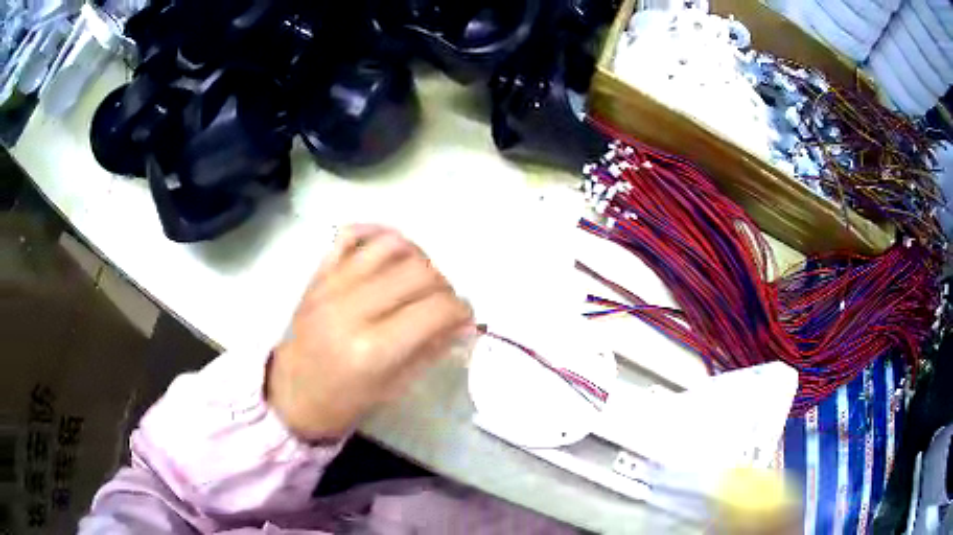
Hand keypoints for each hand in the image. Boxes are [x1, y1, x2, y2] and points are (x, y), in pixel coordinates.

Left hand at [267, 225, 474, 440]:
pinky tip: (392, 251)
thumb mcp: (395, 387)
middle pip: (418, 271)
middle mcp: (352, 308)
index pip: (435, 310)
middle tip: (443, 303)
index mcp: (373, 349)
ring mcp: (332, 285)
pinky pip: (351, 234)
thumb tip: (461, 322)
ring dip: (418, 257)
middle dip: (444, 286)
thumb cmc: (345, 400)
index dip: (461, 311)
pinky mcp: (318, 274)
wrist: (292, 392)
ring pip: (391, 245)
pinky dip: (377, 233)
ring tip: (420, 278)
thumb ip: (431, 349)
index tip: (464, 319)